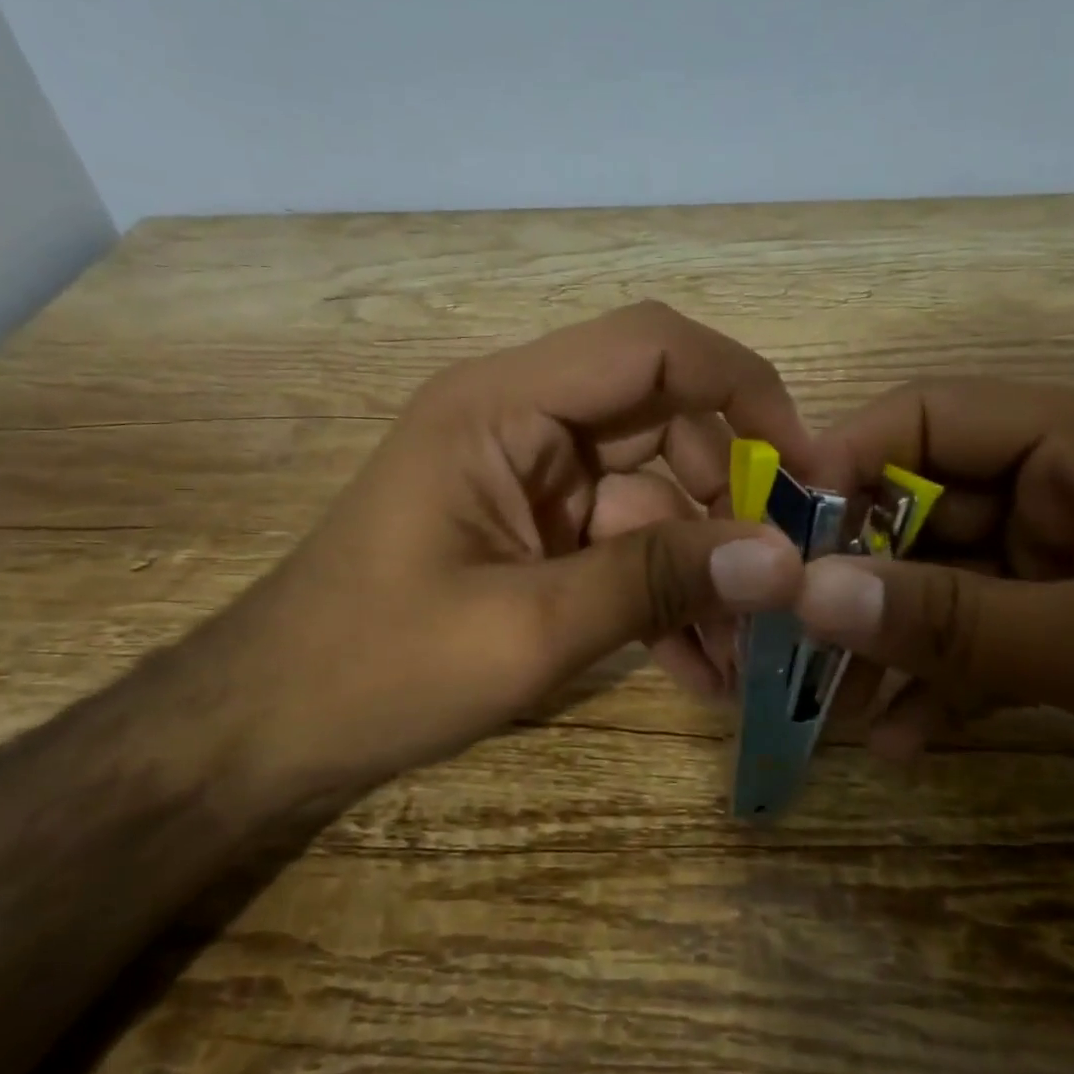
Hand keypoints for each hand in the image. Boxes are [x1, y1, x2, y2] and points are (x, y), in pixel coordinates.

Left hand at [228, 303, 807, 791]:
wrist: (267, 727)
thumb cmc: (375, 669)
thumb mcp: (527, 629)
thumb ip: (654, 581)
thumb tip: (782, 560)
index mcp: (504, 405)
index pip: (652, 347)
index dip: (744, 389)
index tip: (805, 472)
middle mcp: (522, 421)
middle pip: (664, 422)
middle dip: (730, 500)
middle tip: (783, 582)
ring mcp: (529, 479)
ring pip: (652, 493)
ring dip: (701, 565)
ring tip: (743, 653)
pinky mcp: (533, 531)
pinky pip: (621, 542)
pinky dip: (661, 592)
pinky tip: (697, 665)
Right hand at [791, 378, 1073, 959]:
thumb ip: (952, 620)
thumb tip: (808, 594)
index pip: (932, 418)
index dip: (845, 461)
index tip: (772, 530)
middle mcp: (1068, 490)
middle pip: (924, 505)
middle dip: (855, 570)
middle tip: (784, 632)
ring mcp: (1068, 566)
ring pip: (941, 581)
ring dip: (886, 638)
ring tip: (829, 704)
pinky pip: (976, 641)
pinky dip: (935, 682)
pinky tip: (898, 738)